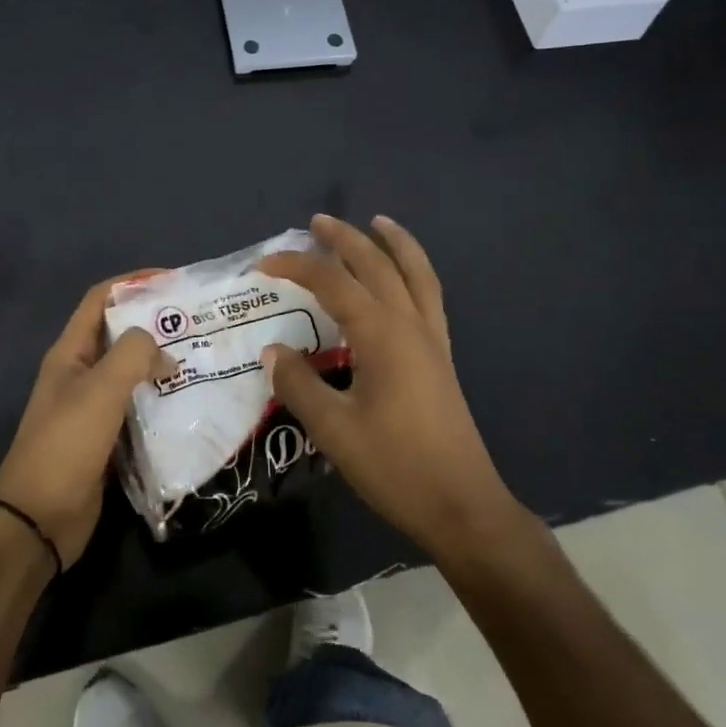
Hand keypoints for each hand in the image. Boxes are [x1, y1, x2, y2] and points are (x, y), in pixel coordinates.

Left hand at [0, 275, 169, 568]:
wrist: (39, 519)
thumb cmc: (66, 445)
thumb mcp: (100, 390)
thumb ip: (133, 356)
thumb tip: (162, 350)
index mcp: (70, 354)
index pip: (99, 300)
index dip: (132, 284)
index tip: (172, 281)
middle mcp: (80, 374)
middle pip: (119, 336)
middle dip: (154, 325)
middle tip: (198, 323)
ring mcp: (92, 408)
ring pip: (131, 374)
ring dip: (160, 364)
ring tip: (201, 359)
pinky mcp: (106, 439)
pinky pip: (137, 408)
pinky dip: (160, 400)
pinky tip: (188, 402)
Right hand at [260, 215, 518, 562]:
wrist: (462, 505)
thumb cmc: (395, 466)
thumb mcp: (334, 429)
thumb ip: (299, 385)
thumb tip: (274, 351)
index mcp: (382, 334)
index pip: (333, 283)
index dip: (296, 267)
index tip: (263, 264)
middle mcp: (410, 325)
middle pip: (378, 265)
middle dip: (346, 239)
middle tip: (318, 222)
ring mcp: (432, 340)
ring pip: (416, 274)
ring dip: (395, 244)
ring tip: (379, 223)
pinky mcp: (441, 358)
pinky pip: (429, 297)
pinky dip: (415, 273)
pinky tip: (403, 280)